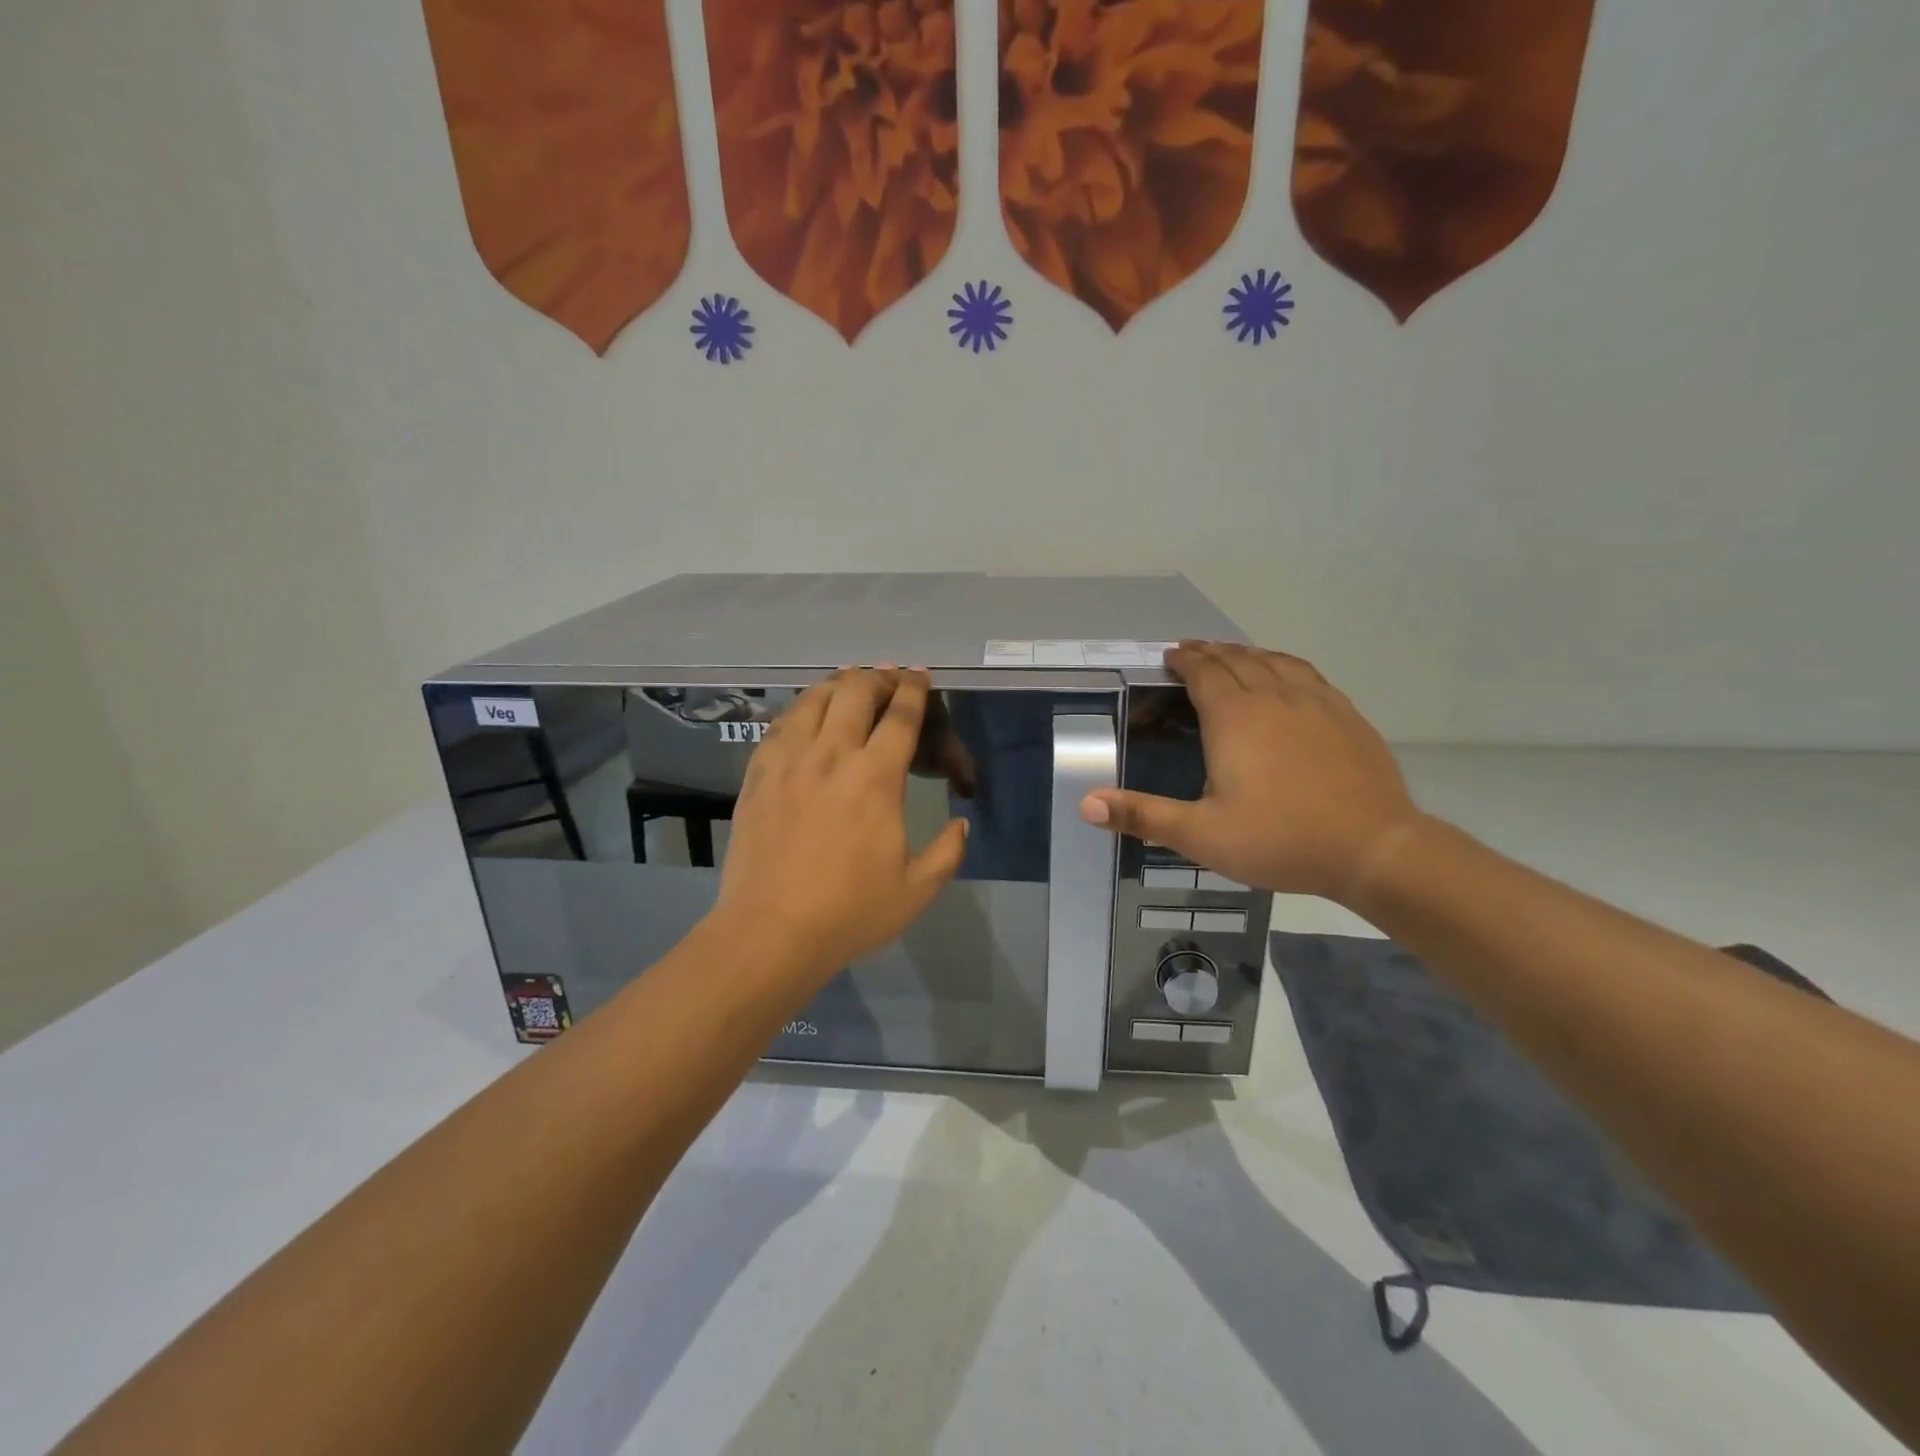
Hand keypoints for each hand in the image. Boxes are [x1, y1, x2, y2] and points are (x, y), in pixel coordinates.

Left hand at [712, 668, 969, 984]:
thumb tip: (961, 823)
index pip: (900, 717)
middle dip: (877, 678)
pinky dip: (800, 708)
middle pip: (855, 692)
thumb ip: (948, 851)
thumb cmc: (849, 911)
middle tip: (888, 680)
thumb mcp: (917, 890)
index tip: (920, 676)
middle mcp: (831, 756)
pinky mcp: (758, 775)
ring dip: (837, 684)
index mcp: (875, 778)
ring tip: (849, 683)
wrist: (770, 931)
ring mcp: (788, 762)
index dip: (914, 690)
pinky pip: (780, 724)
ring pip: (813, 700)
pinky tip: (805, 713)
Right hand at [1080, 642, 1423, 901]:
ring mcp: (1316, 702)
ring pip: (1275, 662)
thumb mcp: (1200, 835)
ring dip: (1248, 654)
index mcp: (1234, 718)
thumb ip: (1142, 815)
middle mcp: (1273, 697)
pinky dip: (1286, 666)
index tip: (1171, 655)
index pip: (1204, 672)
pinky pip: (1308, 675)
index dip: (1185, 660)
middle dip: (1211, 652)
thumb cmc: (1279, 840)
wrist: (1373, 848)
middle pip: (1238, 659)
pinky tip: (1288, 677)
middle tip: (1193, 651)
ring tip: (1234, 656)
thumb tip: (1085, 804)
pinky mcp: (1346, 716)